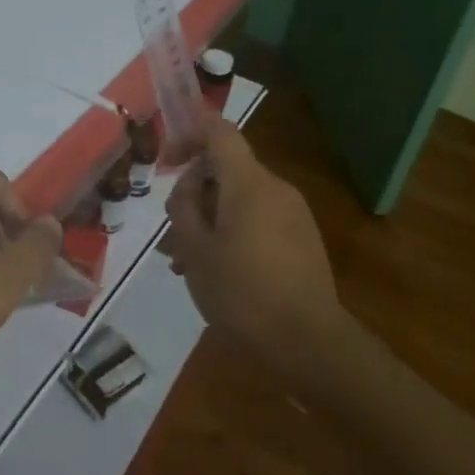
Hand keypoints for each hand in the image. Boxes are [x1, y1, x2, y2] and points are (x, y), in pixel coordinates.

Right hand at [164, 119, 341, 365]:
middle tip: (171, 233)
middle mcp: (275, 188)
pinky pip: (258, 219)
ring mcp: (293, 213)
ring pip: (239, 198)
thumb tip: (189, 185)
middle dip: (193, 193)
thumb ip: (184, 206)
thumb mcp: (195, 249)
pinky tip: (215, 271)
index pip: (219, 131)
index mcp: (249, 183)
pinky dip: (231, 231)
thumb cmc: (242, 292)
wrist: (309, 343)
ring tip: (186, 262)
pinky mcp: (302, 238)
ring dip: (209, 218)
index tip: (165, 161)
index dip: (188, 134)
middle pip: (226, 169)